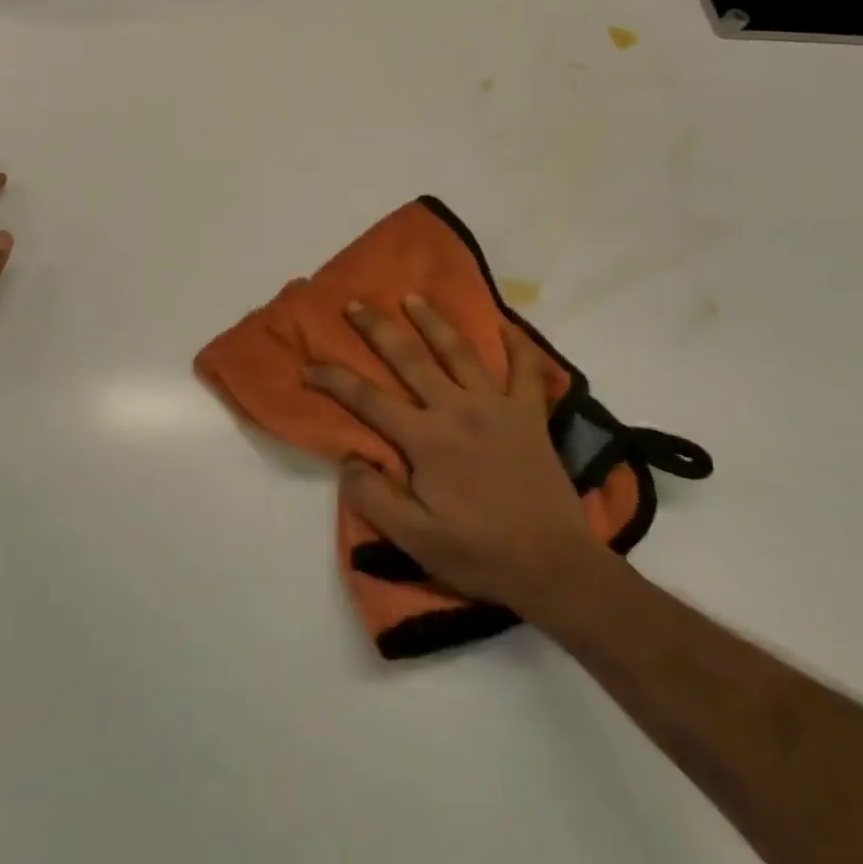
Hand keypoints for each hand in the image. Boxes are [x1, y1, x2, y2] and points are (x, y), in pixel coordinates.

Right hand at [304, 297, 602, 611]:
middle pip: (410, 358)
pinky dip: (518, 344)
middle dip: (377, 328)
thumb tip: (347, 457)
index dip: (333, 380)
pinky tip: (506, 324)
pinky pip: (527, 370)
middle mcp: (457, 409)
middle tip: (354, 304)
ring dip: (432, 321)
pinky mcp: (530, 415)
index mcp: (426, 439)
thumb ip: (374, 497)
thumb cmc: (479, 553)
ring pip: (459, 351)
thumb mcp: (415, 539)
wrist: (554, 566)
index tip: (308, 367)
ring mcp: (497, 406)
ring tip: (412, 297)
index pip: (367, 399)